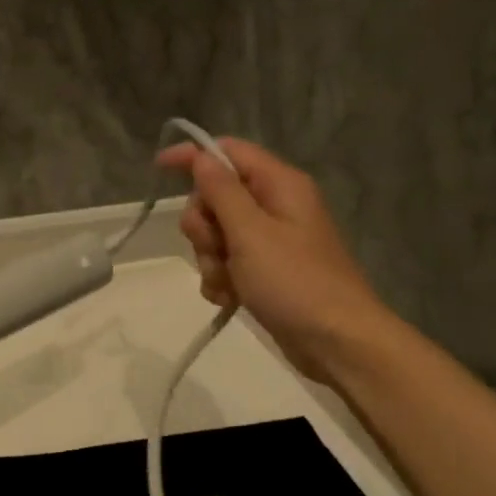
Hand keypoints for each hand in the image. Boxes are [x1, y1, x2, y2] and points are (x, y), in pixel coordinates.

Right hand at [157, 138, 389, 382]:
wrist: (337, 343)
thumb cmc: (295, 282)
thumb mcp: (251, 233)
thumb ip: (222, 192)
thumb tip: (201, 157)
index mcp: (279, 185)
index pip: (228, 152)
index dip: (194, 156)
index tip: (158, 168)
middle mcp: (275, 206)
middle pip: (216, 197)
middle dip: (204, 225)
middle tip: (215, 248)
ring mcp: (270, 241)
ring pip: (217, 234)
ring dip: (210, 258)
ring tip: (227, 282)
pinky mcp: (265, 271)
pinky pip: (226, 262)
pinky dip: (221, 278)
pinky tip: (230, 299)